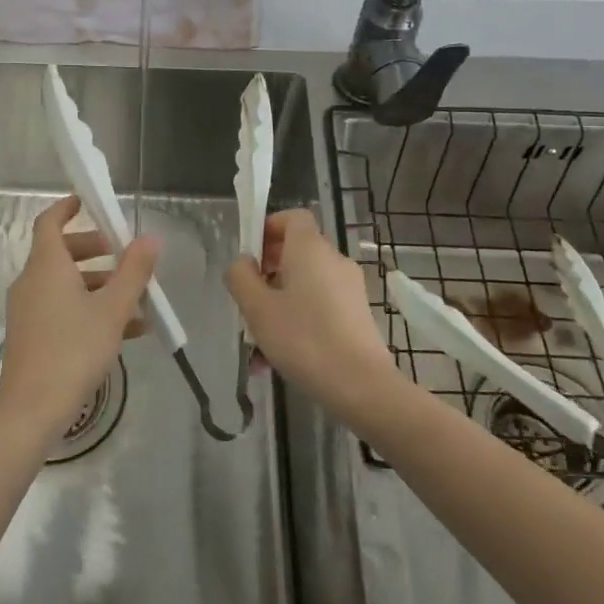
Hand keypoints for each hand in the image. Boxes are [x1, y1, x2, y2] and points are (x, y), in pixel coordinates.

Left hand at [0, 195, 159, 442]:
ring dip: (98, 284)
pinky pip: (61, 308)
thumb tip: (150, 238)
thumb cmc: (74, 350)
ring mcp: (27, 310)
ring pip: (64, 284)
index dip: (67, 208)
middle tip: (123, 255)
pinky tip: (125, 331)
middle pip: (60, 252)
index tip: (88, 202)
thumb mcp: (113, 309)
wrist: (32, 409)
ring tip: (136, 300)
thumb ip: (134, 271)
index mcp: (46, 266)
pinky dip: (88, 309)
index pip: (49, 222)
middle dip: (94, 250)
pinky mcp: (30, 335)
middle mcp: (31, 282)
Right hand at [225, 209, 399, 427]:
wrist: (362, 386)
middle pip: (296, 252)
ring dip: (279, 303)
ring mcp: (349, 288)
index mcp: (310, 249)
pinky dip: (299, 319)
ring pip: (305, 284)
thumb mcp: (258, 309)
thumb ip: (241, 278)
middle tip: (248, 300)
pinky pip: (320, 305)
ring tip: (257, 341)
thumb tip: (243, 262)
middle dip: (268, 272)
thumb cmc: (304, 340)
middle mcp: (333, 260)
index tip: (250, 256)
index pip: (292, 217)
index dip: (269, 228)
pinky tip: (279, 357)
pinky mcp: (357, 314)